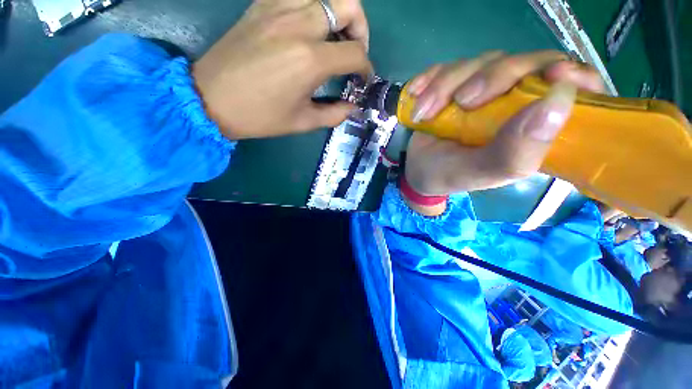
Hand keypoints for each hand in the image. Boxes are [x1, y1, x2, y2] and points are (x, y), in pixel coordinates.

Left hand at [193, 0, 371, 139]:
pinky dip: (313, 8)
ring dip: (339, 14)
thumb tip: (353, 106)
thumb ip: (335, 114)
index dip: (366, 68)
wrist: (211, 99)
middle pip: (349, 6)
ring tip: (334, 39)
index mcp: (310, 60)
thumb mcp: (303, 122)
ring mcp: (278, 8)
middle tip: (354, 52)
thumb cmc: (260, 117)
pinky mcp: (262, 5)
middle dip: (361, 30)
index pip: (356, 53)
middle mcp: (298, 25)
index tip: (362, 80)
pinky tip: (309, 29)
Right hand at [402, 51, 605, 215]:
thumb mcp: (481, 173)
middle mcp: (514, 101)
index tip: (553, 75)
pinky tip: (416, 97)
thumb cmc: (450, 175)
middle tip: (461, 102)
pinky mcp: (455, 84)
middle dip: (489, 77)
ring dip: (445, 85)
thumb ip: (516, 151)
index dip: (572, 75)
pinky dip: (429, 79)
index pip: (576, 88)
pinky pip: (447, 67)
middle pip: (523, 63)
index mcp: (533, 127)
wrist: (418, 170)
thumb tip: (559, 99)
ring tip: (424, 114)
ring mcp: (483, 89)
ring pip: (479, 62)